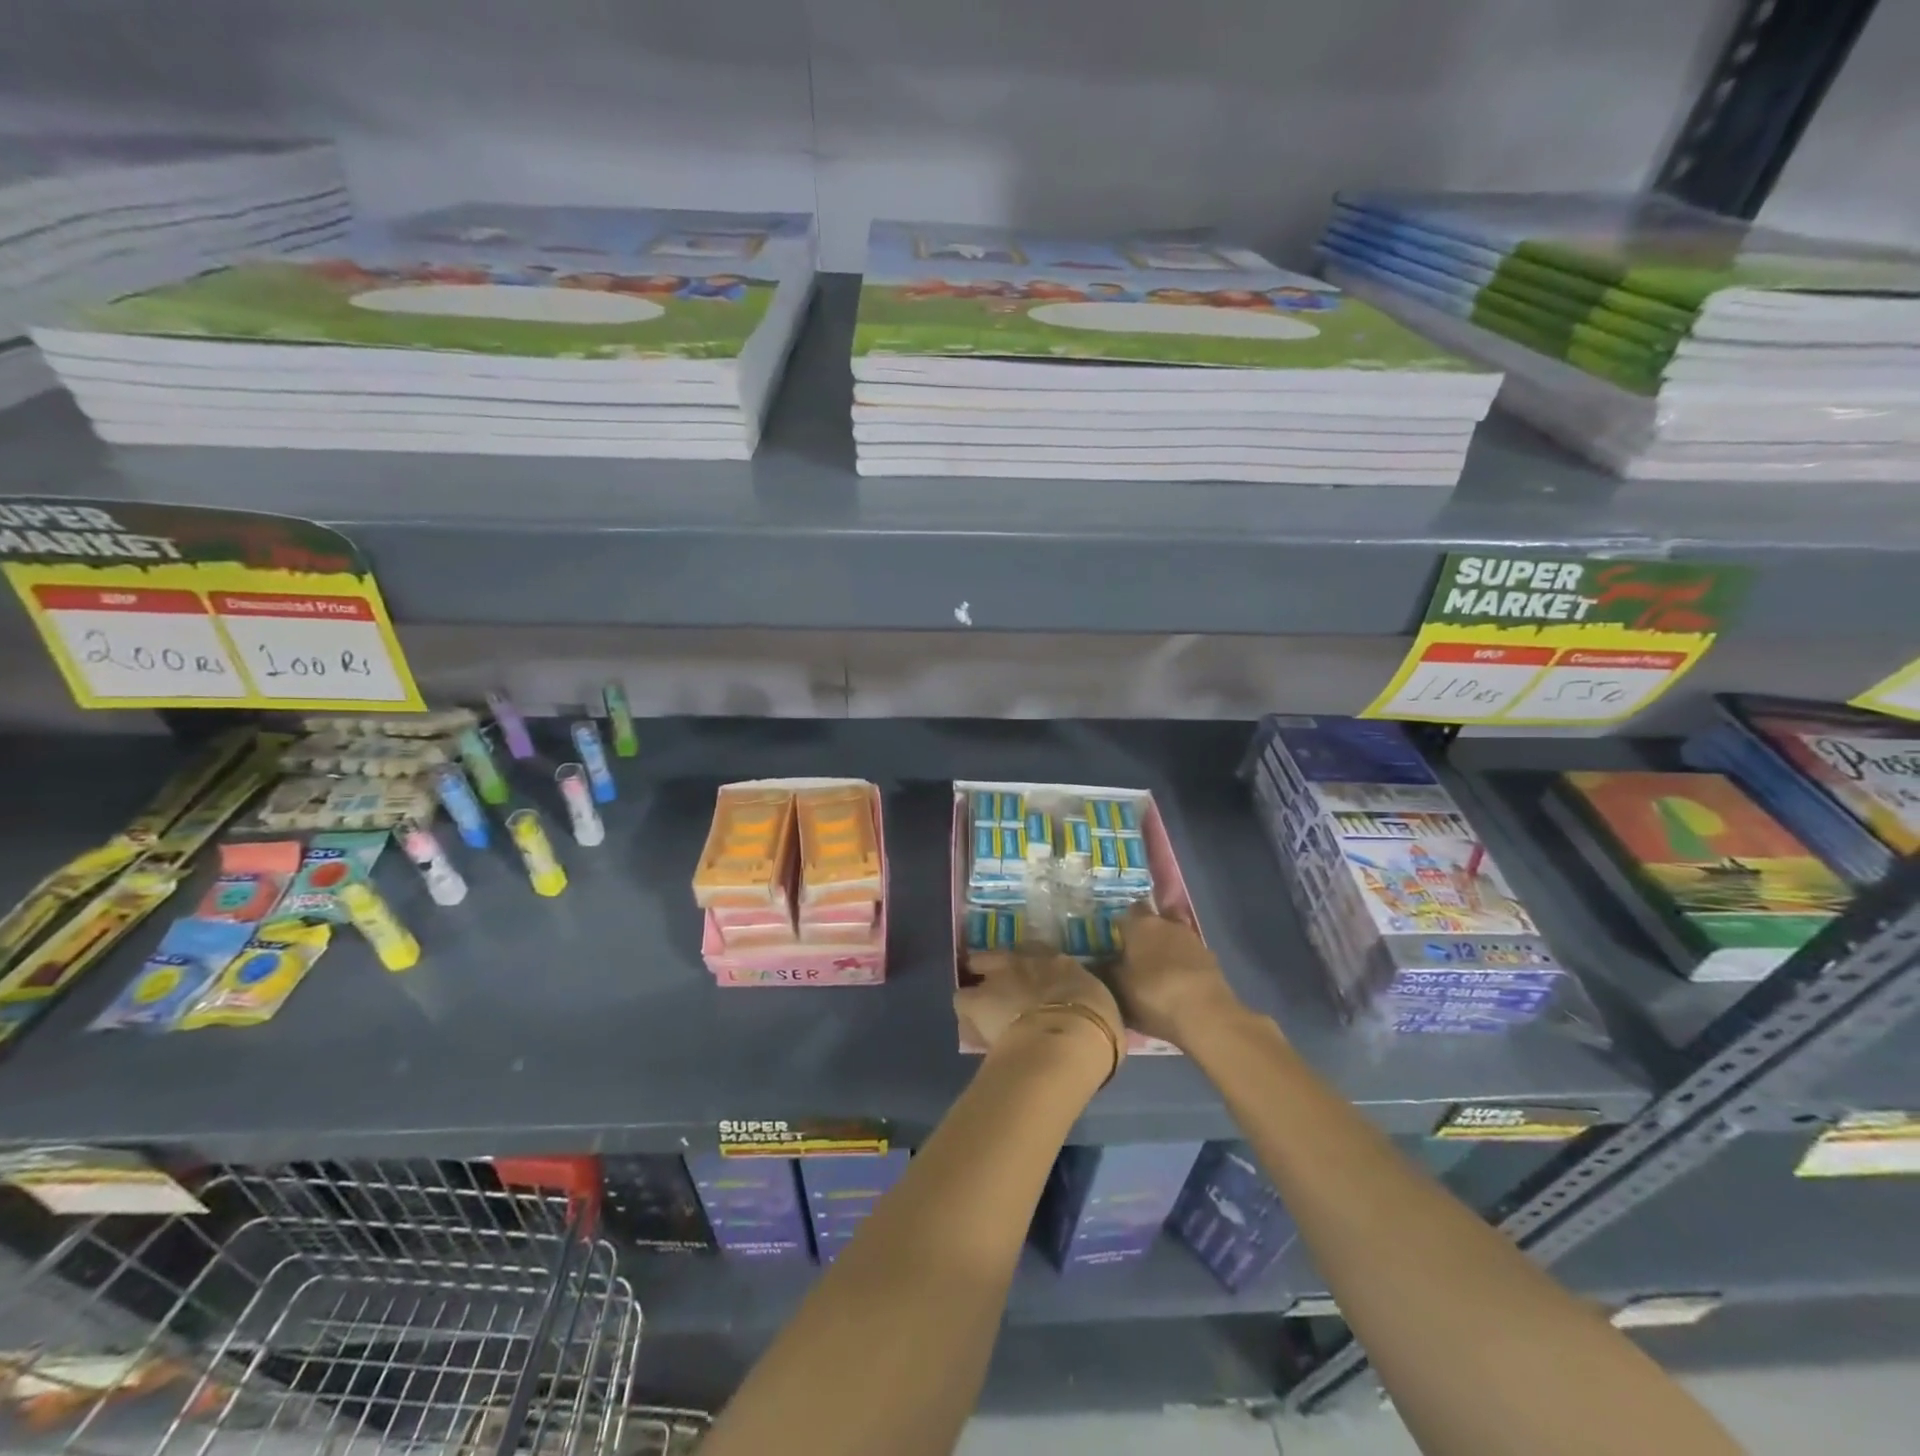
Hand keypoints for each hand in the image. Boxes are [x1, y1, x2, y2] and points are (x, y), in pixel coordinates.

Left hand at [956, 947, 1123, 1071]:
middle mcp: (1025, 961)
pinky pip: (963, 1001)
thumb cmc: (1096, 1027)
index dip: (1033, 969)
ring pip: (977, 967)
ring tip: (983, 1010)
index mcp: (1059, 963)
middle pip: (1003, 954)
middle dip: (999, 968)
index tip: (1034, 983)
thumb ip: (1086, 1006)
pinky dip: (967, 1014)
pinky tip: (974, 1029)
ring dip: (981, 986)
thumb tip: (1086, 1016)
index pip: (1039, 954)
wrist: (1065, 1038)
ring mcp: (997, 976)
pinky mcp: (976, 1000)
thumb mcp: (1101, 1010)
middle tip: (1003, 992)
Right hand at [1111, 903, 1246, 1046]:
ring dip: (1166, 950)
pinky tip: (1177, 985)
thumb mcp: (1118, 988)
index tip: (1114, 941)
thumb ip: (1105, 971)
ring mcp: (1192, 940)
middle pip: (1153, 922)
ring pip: (1173, 937)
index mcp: (1140, 924)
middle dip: (1145, 935)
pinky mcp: (1211, 960)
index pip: (1127, 911)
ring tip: (1156, 973)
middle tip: (1134, 956)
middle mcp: (1167, 924)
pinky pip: (1189, 957)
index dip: (1121, 925)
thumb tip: (1095, 962)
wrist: (1206, 1015)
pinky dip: (1182, 966)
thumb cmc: (1153, 995)